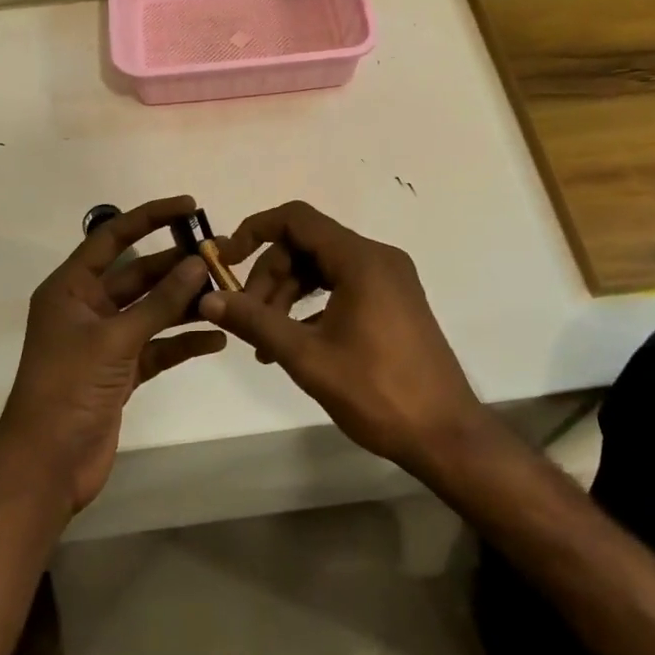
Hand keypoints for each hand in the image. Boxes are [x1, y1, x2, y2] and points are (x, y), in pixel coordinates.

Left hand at [0, 196, 225, 514]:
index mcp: (71, 289)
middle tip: (221, 255)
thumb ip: (159, 302)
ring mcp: (105, 341)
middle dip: (178, 265)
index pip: (112, 237)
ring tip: (227, 294)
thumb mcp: (115, 339)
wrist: (46, 466)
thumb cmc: (68, 389)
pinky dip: (183, 341)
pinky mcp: (121, 371)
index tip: (190, 205)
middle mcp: (88, 308)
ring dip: (186, 303)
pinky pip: (158, 346)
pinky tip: (216, 339)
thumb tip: (198, 263)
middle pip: (139, 274)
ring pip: (152, 310)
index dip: (150, 217)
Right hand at [200, 201, 492, 475]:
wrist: (446, 435)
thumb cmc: (377, 392)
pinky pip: (343, 284)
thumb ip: (255, 321)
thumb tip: (208, 298)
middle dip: (270, 276)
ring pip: (323, 266)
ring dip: (288, 294)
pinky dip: (314, 304)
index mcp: (360, 259)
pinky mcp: (394, 300)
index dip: (255, 231)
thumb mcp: (307, 357)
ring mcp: (390, 278)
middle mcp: (378, 257)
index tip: (225, 260)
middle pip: (307, 244)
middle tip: (248, 320)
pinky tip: (297, 342)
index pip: (296, 219)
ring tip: (265, 341)